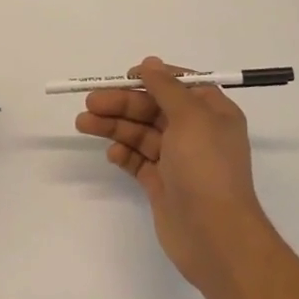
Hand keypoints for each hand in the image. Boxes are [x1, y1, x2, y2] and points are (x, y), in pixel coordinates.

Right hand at [76, 57, 273, 288]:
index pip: (180, 85)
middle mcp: (196, 133)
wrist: (215, 235)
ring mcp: (178, 160)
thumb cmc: (206, 168)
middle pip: (153, 109)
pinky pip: (138, 161)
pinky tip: (111, 154)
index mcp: (212, 113)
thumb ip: (166, 87)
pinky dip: (124, 154)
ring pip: (141, 134)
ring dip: (114, 126)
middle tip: (90, 103)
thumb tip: (150, 63)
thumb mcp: (190, 117)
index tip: (124, 78)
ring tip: (84, 123)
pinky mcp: (162, 184)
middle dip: (122, 104)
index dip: (152, 79)